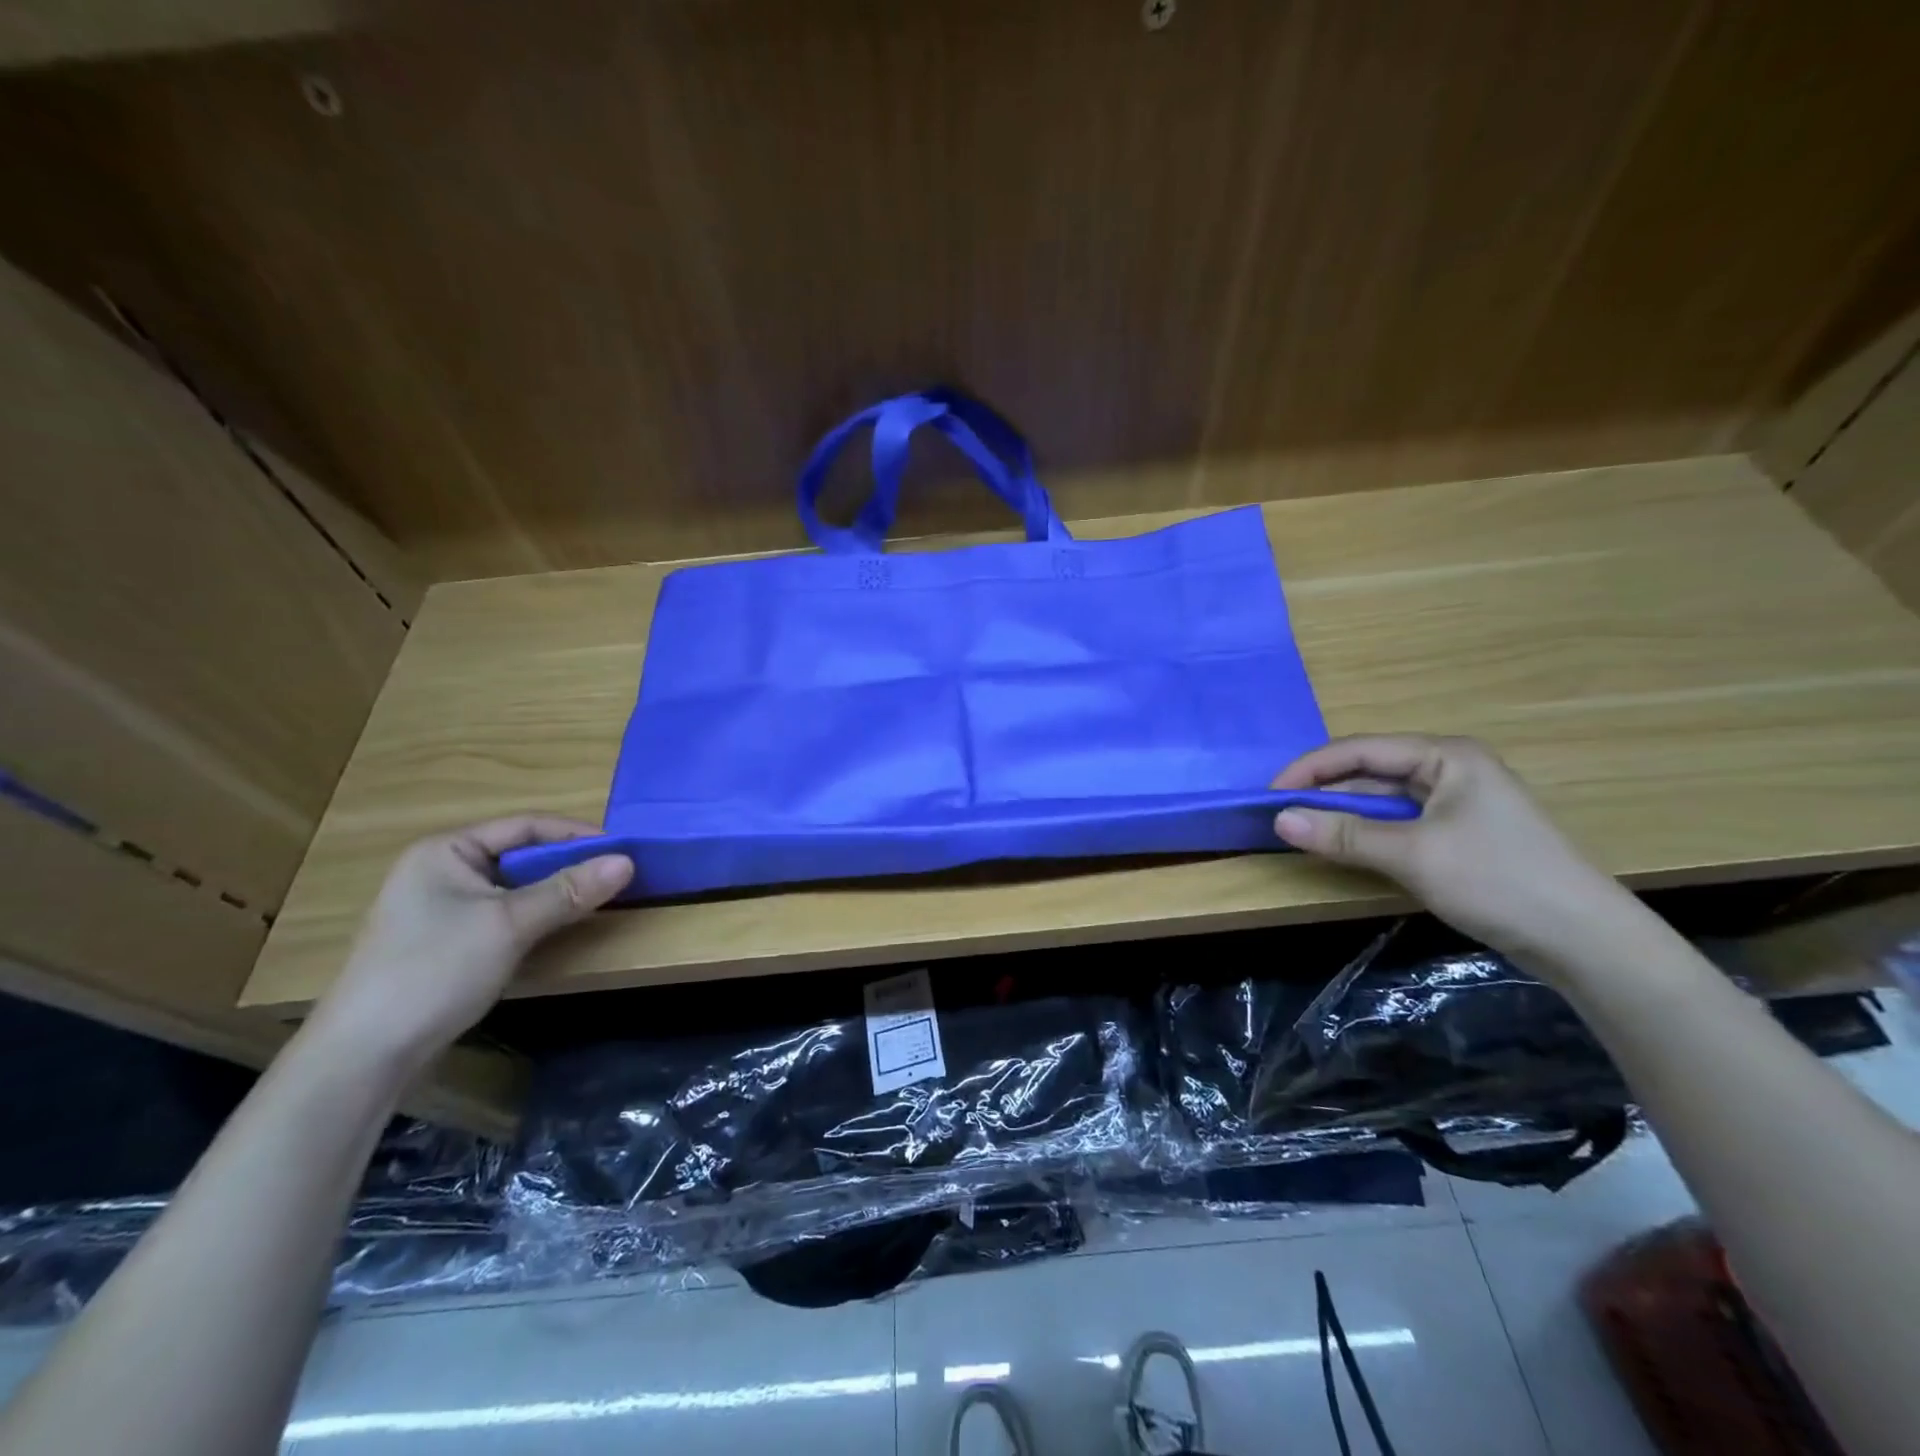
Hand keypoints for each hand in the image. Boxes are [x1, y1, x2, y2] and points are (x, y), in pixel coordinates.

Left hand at [308, 816, 633, 1070]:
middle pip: (519, 855)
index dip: (575, 834)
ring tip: (594, 901)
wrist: (365, 1055)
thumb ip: (569, 890)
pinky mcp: (443, 942)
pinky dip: (533, 917)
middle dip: (567, 865)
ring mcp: (438, 909)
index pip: (525, 826)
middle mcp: (439, 871)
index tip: (621, 850)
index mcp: (445, 851)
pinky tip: (556, 930)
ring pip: (513, 888)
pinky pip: (501, 914)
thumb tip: (628, 861)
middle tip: (614, 877)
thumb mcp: (510, 924)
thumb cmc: (435, 970)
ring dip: (552, 893)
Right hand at [1271, 735, 1640, 967]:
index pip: (1360, 749)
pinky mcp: (1460, 834)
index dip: (1310, 769)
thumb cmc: (1497, 881)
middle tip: (1281, 815)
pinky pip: (1399, 823)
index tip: (1270, 795)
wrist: (1584, 941)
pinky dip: (1368, 832)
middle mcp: (1451, 769)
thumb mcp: (1412, 855)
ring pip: (1383, 799)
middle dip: (1325, 790)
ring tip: (1303, 830)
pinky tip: (1345, 847)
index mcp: (1446, 756)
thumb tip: (1278, 820)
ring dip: (1345, 814)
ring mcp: (1458, 803)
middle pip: (1370, 771)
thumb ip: (1343, 835)